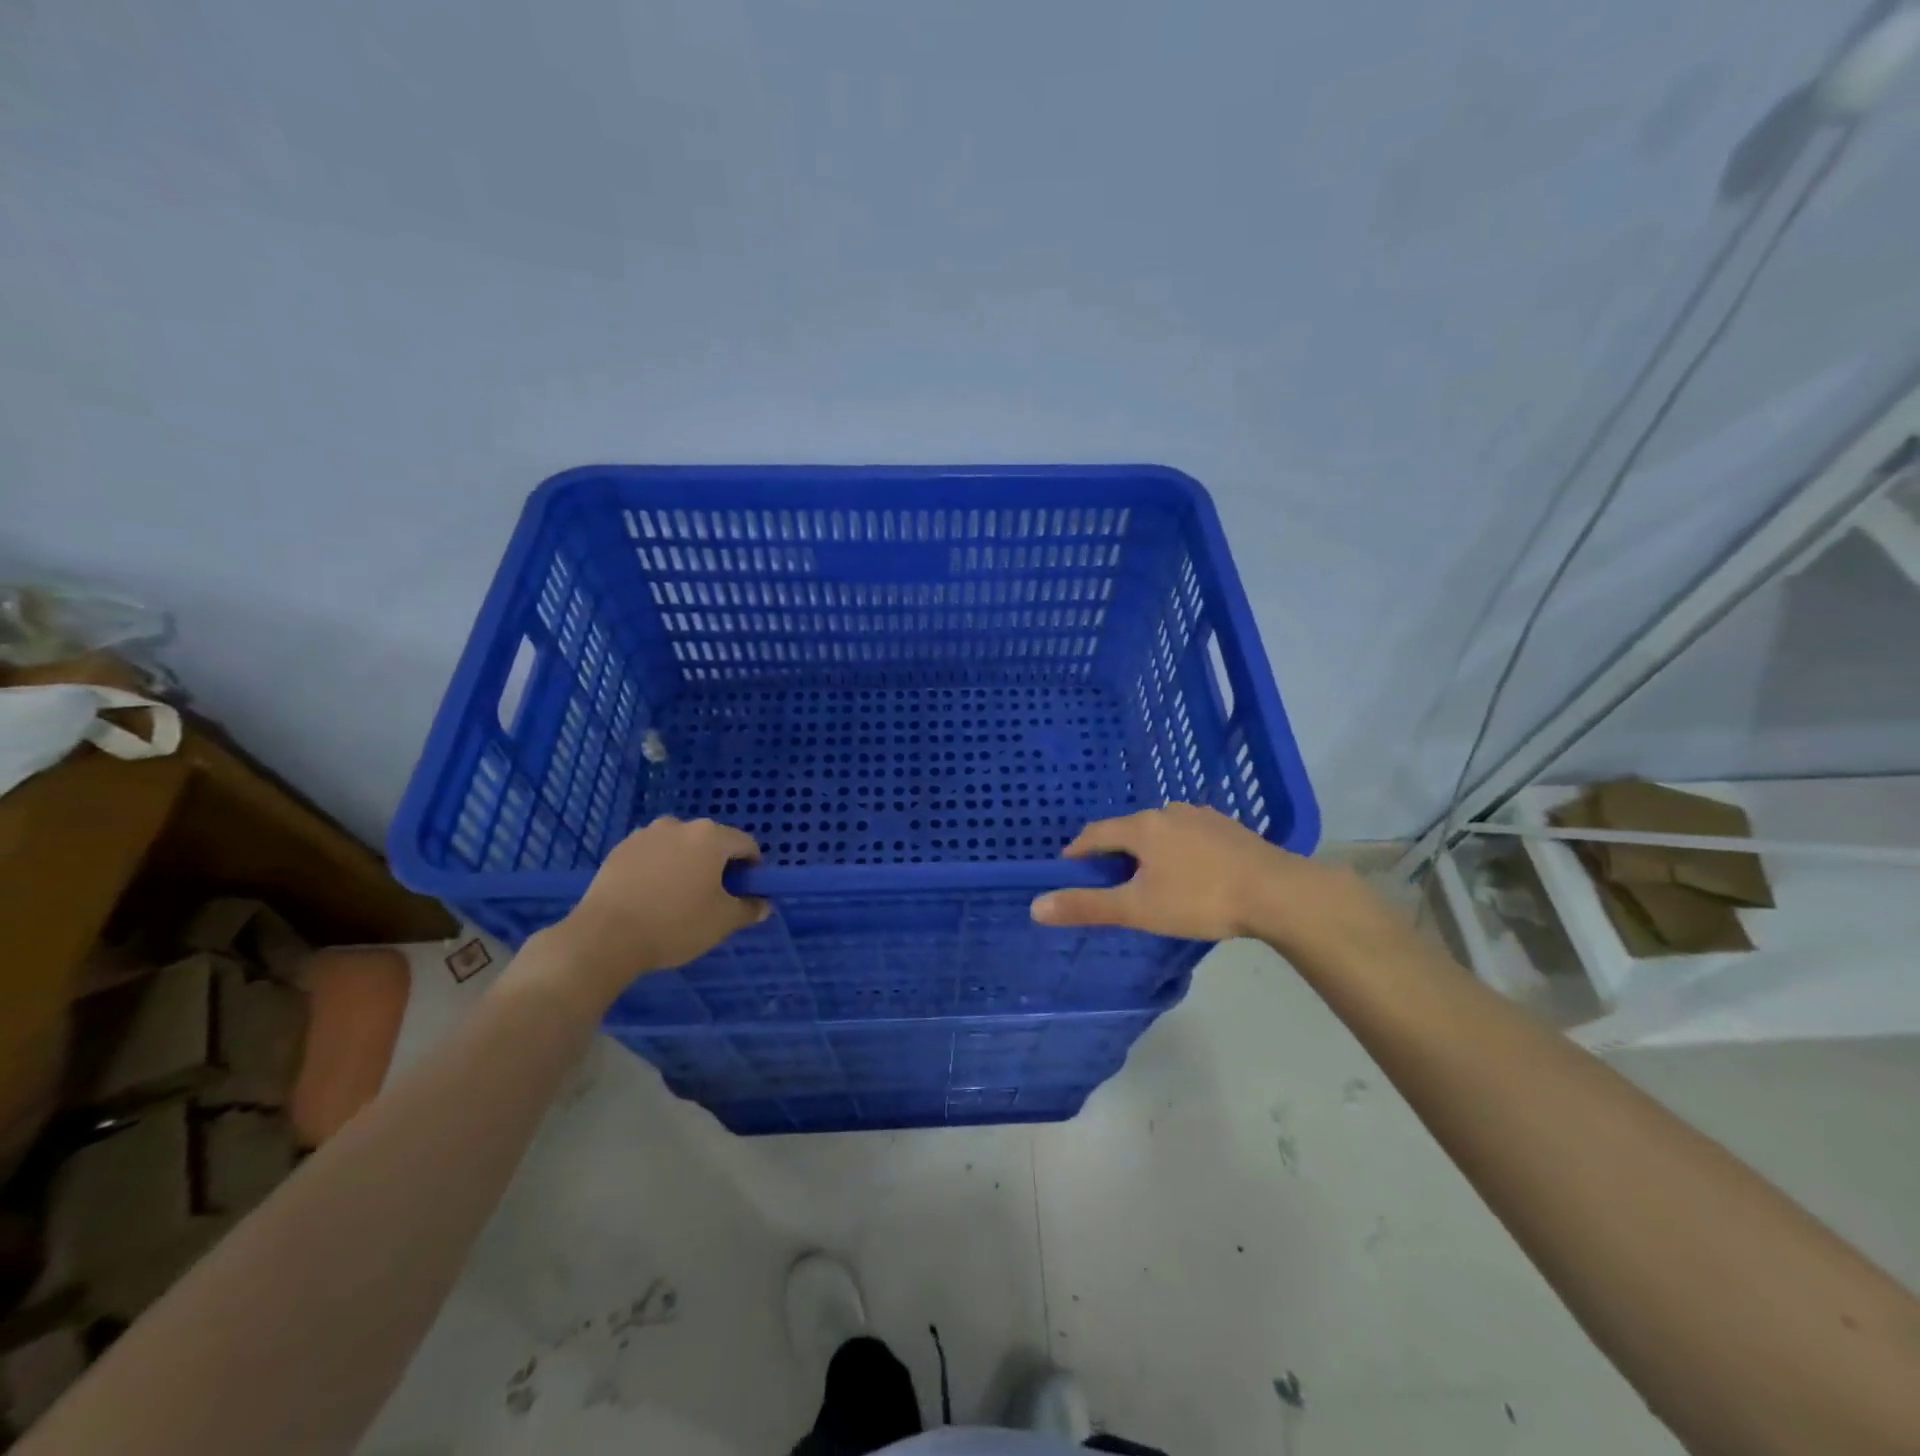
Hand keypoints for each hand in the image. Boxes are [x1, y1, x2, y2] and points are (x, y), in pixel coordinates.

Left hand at [533, 818, 768, 1005]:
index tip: (745, 892)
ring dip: (687, 863)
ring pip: (680, 846)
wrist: (605, 936)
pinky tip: (651, 895)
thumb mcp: (722, 922)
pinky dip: (660, 867)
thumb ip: (748, 909)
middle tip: (713, 897)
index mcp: (711, 837)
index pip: (746, 844)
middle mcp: (680, 825)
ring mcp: (646, 834)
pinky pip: (653, 853)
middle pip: (712, 841)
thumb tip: (763, 905)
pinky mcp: (620, 848)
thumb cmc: (674, 924)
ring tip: (678, 896)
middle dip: (718, 864)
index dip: (752, 868)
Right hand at [1029, 803, 1374, 948]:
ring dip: (1148, 850)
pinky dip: (1178, 851)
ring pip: (1161, 831)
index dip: (1078, 851)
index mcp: (1142, 827)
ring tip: (1149, 877)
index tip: (1069, 869)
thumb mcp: (1138, 908)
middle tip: (1109, 881)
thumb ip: (1087, 907)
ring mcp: (1203, 817)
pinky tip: (1190, 872)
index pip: (1096, 833)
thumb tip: (1035, 906)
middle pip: (1129, 830)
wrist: (1278, 893)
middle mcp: (1169, 812)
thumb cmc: (1200, 899)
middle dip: (1114, 852)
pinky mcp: (1230, 829)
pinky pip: (1189, 836)